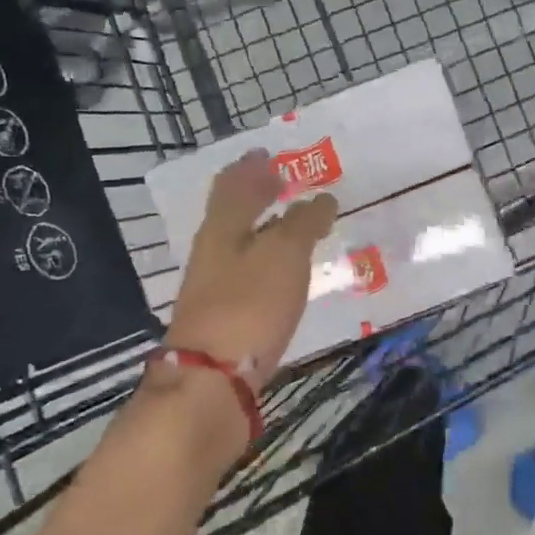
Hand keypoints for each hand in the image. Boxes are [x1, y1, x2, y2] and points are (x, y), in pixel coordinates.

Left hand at [159, 148, 337, 385]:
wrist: (212, 381)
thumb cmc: (249, 305)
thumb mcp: (284, 255)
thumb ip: (303, 223)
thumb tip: (322, 199)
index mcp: (223, 228)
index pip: (233, 185)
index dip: (250, 167)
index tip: (268, 154)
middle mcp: (214, 252)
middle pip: (232, 213)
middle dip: (255, 194)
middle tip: (282, 182)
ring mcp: (216, 287)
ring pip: (241, 243)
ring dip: (264, 227)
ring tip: (292, 223)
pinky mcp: (227, 317)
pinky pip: (249, 272)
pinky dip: (268, 259)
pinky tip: (285, 270)